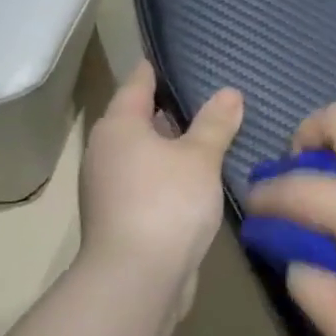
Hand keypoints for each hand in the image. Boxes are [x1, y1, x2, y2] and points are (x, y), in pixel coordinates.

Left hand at [80, 62, 243, 287]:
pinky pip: (146, 183)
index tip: (173, 58)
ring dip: (169, 148)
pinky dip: (167, 177)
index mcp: (118, 126)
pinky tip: (195, 182)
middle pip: (137, 120)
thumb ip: (215, 124)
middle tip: (205, 99)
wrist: (137, 278)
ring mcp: (108, 188)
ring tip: (207, 139)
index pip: (137, 84)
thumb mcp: (200, 158)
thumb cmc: (167, 203)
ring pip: (142, 155)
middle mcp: (105, 152)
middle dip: (168, 111)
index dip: (155, 70)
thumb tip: (229, 92)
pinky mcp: (119, 218)